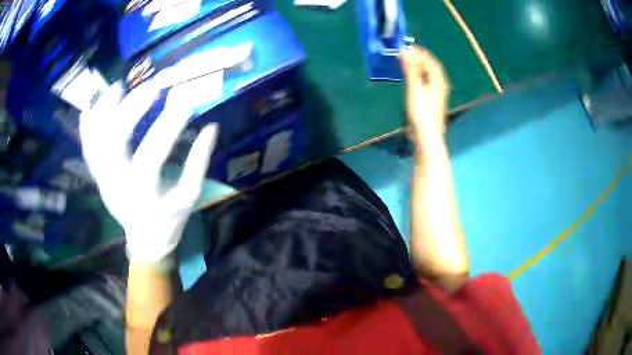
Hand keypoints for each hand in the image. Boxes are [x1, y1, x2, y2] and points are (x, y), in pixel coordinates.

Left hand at [79, 79, 217, 265]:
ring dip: (103, 112)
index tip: (184, 102)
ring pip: (95, 142)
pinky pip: (87, 150)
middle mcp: (117, 184)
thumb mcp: (189, 196)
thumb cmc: (169, 219)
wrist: (145, 240)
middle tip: (151, 87)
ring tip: (117, 88)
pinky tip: (88, 109)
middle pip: (115, 142)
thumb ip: (199, 163)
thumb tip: (211, 127)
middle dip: (131, 109)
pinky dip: (86, 129)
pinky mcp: (98, 177)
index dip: (168, 126)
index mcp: (143, 194)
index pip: (152, 155)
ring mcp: (103, 179)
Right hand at [399, 46, 449, 139]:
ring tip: (408, 64)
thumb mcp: (415, 89)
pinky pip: (427, 82)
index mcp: (439, 81)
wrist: (428, 137)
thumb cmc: (422, 113)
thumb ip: (411, 69)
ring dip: (420, 67)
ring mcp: (438, 94)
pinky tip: (413, 79)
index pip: (431, 61)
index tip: (408, 46)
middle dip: (420, 59)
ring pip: (430, 75)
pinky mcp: (433, 101)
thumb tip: (405, 51)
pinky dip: (420, 76)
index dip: (421, 52)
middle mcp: (441, 86)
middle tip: (407, 54)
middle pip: (432, 68)